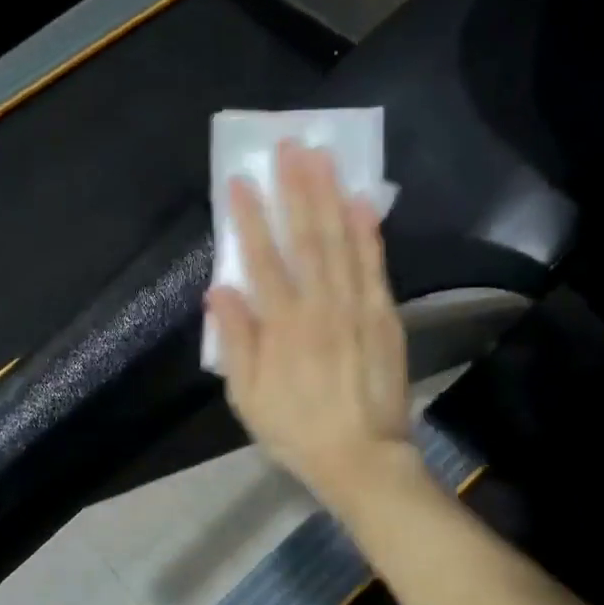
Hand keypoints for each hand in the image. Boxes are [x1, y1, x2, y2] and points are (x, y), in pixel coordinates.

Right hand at [206, 142, 417, 510]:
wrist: (362, 458)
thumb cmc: (296, 430)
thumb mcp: (247, 397)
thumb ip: (234, 341)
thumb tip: (218, 289)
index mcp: (281, 326)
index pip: (262, 259)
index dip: (250, 218)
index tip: (241, 180)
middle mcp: (320, 306)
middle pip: (306, 238)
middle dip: (297, 189)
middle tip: (291, 146)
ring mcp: (357, 308)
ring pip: (342, 242)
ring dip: (331, 196)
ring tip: (323, 157)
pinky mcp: (385, 316)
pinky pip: (376, 266)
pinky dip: (369, 233)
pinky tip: (364, 202)